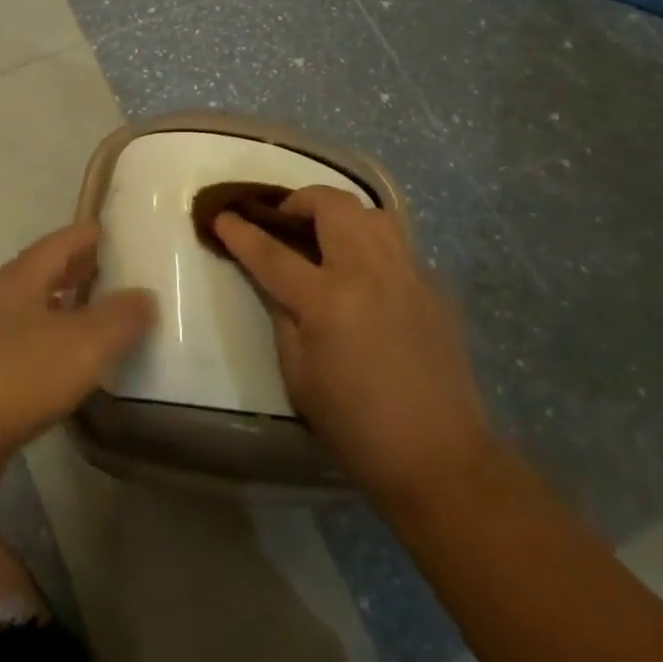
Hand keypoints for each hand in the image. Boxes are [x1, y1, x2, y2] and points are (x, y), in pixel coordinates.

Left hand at [0, 222, 154, 460]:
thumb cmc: (21, 372)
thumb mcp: (84, 342)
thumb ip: (119, 317)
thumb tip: (146, 296)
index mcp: (21, 277)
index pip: (60, 242)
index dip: (88, 235)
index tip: (113, 232)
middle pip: (41, 272)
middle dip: (75, 270)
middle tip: (110, 271)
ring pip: (29, 307)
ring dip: (60, 306)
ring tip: (92, 314)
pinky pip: (20, 339)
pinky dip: (47, 338)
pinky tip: (62, 360)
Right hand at [215, 187, 491, 508]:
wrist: (440, 459)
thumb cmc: (356, 427)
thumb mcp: (298, 377)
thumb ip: (283, 317)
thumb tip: (277, 282)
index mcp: (329, 301)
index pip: (273, 253)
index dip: (241, 233)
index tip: (222, 217)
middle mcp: (370, 273)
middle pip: (332, 205)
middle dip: (298, 202)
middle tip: (283, 222)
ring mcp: (409, 275)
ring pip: (373, 212)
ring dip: (341, 214)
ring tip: (326, 238)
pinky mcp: (435, 287)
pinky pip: (399, 244)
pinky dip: (373, 244)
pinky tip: (365, 275)